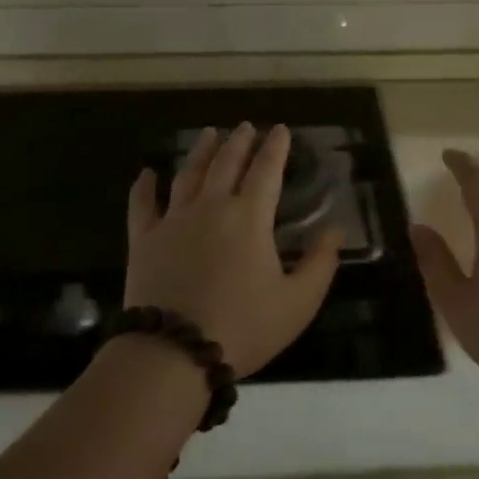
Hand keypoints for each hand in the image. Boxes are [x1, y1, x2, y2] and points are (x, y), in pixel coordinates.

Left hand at [125, 124, 343, 377]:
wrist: (173, 352)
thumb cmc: (243, 327)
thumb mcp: (297, 302)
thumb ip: (320, 263)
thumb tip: (335, 230)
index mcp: (249, 217)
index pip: (265, 171)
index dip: (275, 148)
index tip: (281, 130)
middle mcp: (210, 207)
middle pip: (226, 164)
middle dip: (239, 142)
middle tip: (246, 127)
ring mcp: (173, 220)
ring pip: (188, 174)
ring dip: (201, 152)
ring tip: (209, 134)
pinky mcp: (143, 239)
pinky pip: (142, 204)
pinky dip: (145, 186)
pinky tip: (147, 173)